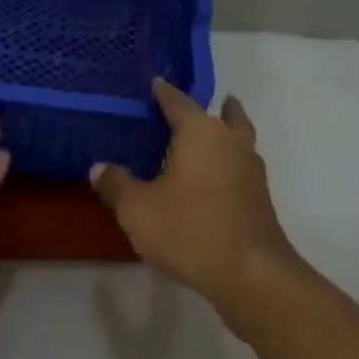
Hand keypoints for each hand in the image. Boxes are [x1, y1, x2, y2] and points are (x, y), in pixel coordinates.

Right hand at [90, 78, 297, 315]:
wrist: (252, 275)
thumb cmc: (191, 230)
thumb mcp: (139, 210)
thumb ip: (117, 185)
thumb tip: (98, 167)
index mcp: (200, 132)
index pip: (178, 101)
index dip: (164, 92)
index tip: (156, 83)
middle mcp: (229, 141)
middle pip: (225, 114)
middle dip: (213, 107)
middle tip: (192, 110)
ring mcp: (251, 169)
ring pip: (239, 138)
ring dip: (227, 133)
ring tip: (208, 140)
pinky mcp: (260, 197)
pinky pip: (242, 166)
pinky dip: (230, 162)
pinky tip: (215, 180)